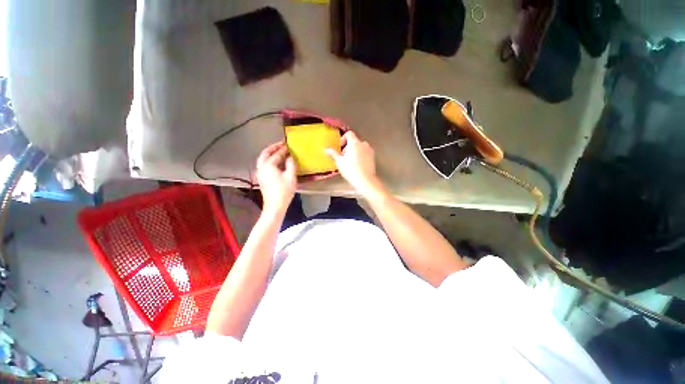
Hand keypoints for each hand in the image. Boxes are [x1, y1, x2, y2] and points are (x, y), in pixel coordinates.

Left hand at [256, 142, 296, 214]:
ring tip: (277, 151)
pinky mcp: (261, 178)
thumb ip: (290, 164)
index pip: (277, 154)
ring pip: (262, 159)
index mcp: (269, 165)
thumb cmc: (284, 191)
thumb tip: (290, 157)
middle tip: (281, 144)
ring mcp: (260, 173)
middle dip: (273, 147)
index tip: (289, 144)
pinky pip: (263, 164)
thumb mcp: (291, 177)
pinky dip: (268, 159)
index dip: (283, 149)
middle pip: (265, 153)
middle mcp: (261, 167)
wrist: (274, 206)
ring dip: (269, 153)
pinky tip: (275, 162)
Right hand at [325, 131, 381, 194]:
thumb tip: (326, 149)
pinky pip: (365, 153)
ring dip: (354, 152)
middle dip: (348, 147)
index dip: (343, 139)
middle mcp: (363, 144)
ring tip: (350, 162)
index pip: (349, 134)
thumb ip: (333, 154)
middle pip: (354, 141)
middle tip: (343, 157)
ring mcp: (370, 150)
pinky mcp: (373, 157)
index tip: (340, 148)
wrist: (365, 180)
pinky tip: (357, 165)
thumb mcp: (339, 162)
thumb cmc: (351, 170)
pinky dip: (360, 156)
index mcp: (355, 143)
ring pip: (360, 147)